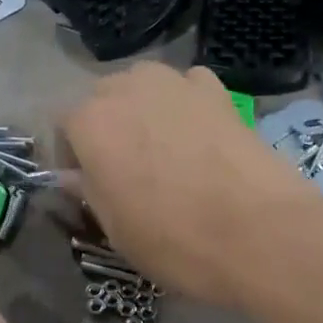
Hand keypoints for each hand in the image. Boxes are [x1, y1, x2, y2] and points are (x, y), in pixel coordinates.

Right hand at [59, 63, 320, 307]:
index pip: (61, 127)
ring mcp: (175, 83)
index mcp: (90, 122)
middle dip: (104, 129)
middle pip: (100, 100)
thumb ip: (87, 191)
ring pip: (141, 87)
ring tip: (160, 150)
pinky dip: (183, 105)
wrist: (260, 232)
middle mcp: (126, 88)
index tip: (84, 185)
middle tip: (123, 170)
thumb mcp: (115, 229)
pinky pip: (185, 88)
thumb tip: (73, 176)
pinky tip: (197, 137)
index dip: (69, 157)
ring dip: (141, 111)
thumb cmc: (174, 239)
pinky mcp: (217, 90)